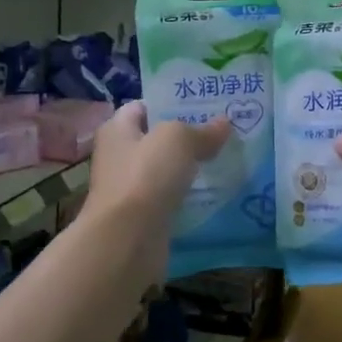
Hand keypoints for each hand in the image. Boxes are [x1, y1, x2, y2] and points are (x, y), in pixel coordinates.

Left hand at [81, 102, 229, 266]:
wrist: (128, 238)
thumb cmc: (146, 175)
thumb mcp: (178, 139)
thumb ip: (201, 130)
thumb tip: (224, 124)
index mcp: (117, 129)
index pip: (143, 107)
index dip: (172, 103)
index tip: (205, 106)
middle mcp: (118, 156)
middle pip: (156, 140)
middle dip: (186, 137)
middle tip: (222, 134)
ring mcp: (129, 188)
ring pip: (165, 171)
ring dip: (189, 168)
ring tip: (224, 161)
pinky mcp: (142, 216)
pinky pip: (169, 198)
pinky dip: (187, 196)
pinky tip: (212, 193)